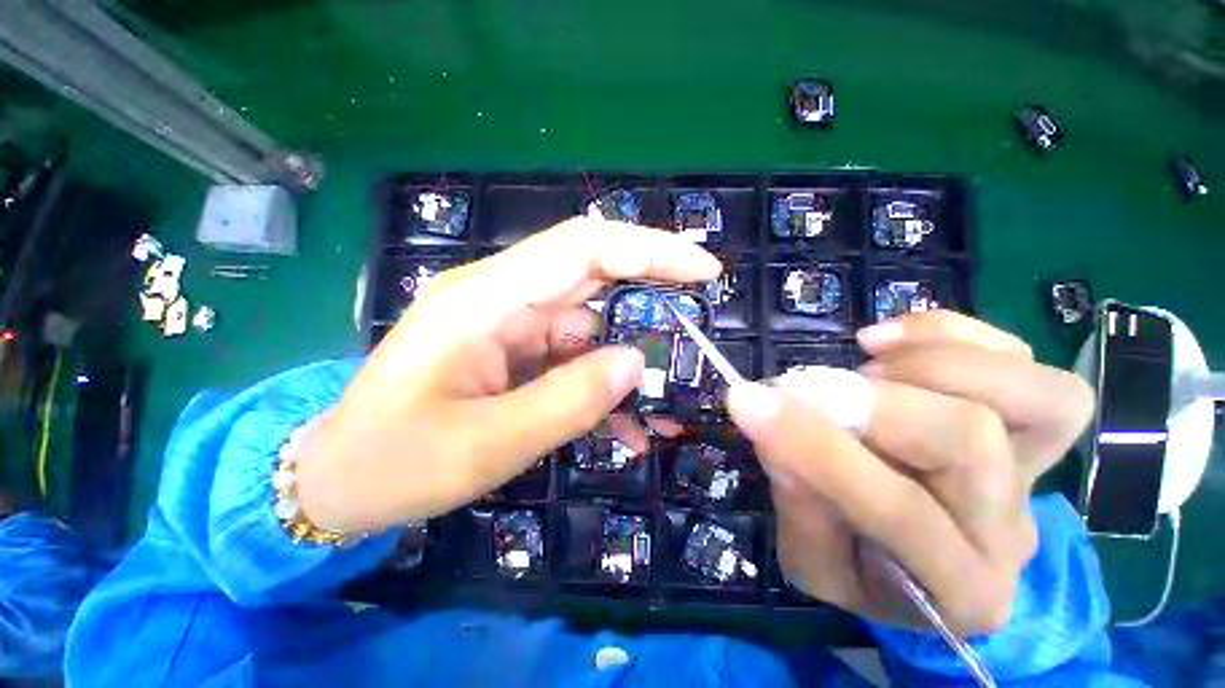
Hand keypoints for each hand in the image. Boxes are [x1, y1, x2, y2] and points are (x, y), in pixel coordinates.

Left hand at [295, 218, 720, 533]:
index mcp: (485, 299)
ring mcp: (509, 325)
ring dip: (627, 365)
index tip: (703, 271)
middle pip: (593, 277)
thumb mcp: (486, 444)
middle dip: (651, 297)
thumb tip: (634, 364)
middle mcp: (502, 298)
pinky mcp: (514, 353)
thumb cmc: (395, 462)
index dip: (649, 251)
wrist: (342, 480)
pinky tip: (624, 426)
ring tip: (661, 410)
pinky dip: (602, 387)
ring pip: (590, 328)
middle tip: (696, 328)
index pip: (583, 248)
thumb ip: (567, 402)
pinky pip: (573, 359)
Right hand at [726, 311, 1093, 634]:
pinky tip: (887, 341)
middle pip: (971, 441)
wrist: (929, 573)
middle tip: (804, 386)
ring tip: (863, 362)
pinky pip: (1026, 359)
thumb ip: (799, 506)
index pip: (896, 511)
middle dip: (872, 402)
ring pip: (1038, 397)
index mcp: (957, 587)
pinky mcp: (1033, 426)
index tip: (746, 400)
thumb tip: (776, 427)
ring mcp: (1036, 473)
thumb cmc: (865, 572)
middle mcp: (1012, 530)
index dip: (816, 446)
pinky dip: (953, 334)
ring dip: (931, 363)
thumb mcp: (815, 564)